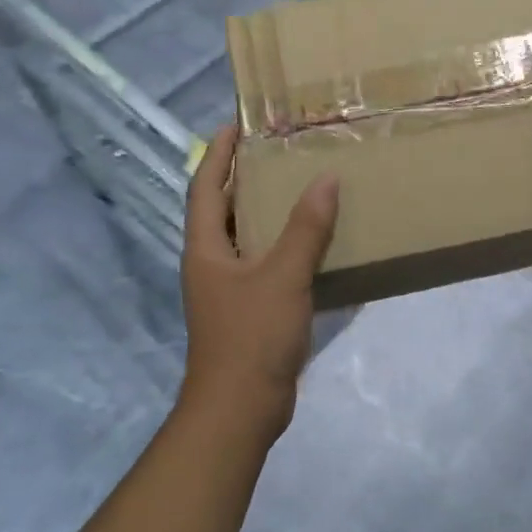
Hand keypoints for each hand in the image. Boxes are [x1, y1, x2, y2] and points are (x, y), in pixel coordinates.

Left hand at [179, 124, 338, 443]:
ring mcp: (230, 289)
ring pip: (247, 238)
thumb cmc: (251, 335)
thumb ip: (306, 229)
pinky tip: (315, 243)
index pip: (205, 187)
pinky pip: (267, 265)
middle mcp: (212, 263)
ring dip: (268, 212)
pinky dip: (285, 247)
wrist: (241, 407)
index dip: (218, 153)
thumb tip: (326, 180)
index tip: (237, 123)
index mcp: (206, 249)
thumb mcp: (283, 276)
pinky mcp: (250, 311)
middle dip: (244, 178)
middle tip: (279, 151)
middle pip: (223, 209)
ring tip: (301, 187)